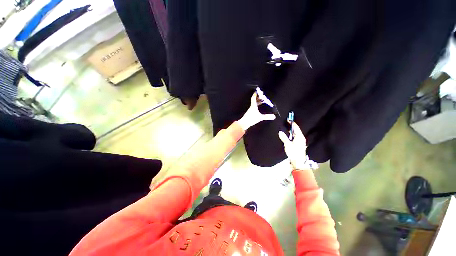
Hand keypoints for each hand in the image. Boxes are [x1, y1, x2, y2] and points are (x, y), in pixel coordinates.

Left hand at [237, 92, 275, 130]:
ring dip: (257, 102)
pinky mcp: (249, 114)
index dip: (255, 94)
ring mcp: (250, 111)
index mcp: (253, 106)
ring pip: (254, 104)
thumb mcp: (260, 117)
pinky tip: (258, 109)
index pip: (253, 98)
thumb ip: (267, 117)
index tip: (257, 91)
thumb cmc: (251, 119)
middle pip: (254, 101)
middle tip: (261, 96)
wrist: (244, 123)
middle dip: (258, 98)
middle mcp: (251, 107)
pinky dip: (256, 107)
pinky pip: (253, 108)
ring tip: (261, 101)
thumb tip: (274, 116)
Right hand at [279, 122, 316, 170]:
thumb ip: (284, 137)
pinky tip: (287, 135)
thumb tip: (280, 132)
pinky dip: (291, 134)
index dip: (292, 123)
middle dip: (291, 126)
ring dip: (291, 130)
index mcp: (300, 137)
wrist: (298, 162)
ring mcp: (300, 141)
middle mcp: (301, 138)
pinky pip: (295, 136)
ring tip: (285, 127)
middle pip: (296, 130)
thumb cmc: (293, 152)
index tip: (288, 119)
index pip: (296, 127)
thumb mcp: (287, 144)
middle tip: (285, 122)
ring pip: (295, 133)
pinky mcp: (299, 144)